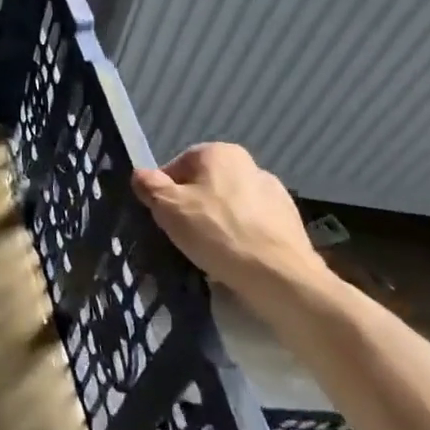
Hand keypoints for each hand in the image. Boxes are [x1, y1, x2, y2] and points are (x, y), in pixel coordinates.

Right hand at [132, 142, 321, 296]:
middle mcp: (250, 165)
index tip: (163, 217)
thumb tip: (140, 175)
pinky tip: (234, 259)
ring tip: (209, 251)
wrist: (280, 276)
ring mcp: (275, 194)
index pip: (177, 167)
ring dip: (216, 223)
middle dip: (191, 207)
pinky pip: (252, 226)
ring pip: (229, 206)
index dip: (164, 192)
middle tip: (182, 235)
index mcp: (220, 153)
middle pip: (205, 185)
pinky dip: (240, 238)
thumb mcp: (168, 207)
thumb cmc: (217, 232)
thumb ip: (149, 185)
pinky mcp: (290, 223)